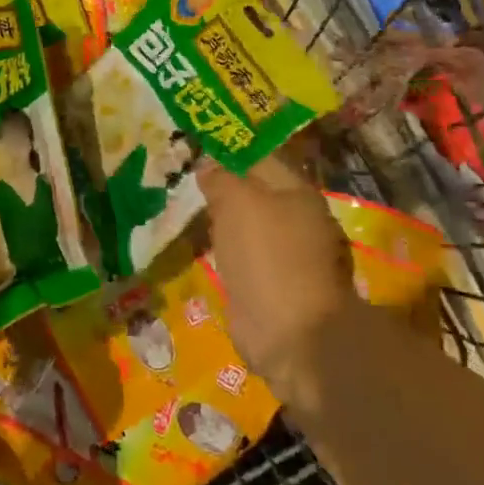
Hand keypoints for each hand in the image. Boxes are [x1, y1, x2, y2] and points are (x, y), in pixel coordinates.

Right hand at [200, 155, 352, 408]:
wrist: (290, 336)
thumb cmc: (267, 256)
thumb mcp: (237, 201)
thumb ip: (221, 178)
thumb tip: (207, 165)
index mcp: (299, 193)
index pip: (260, 158)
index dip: (228, 151)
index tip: (195, 148)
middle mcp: (299, 221)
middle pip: (255, 193)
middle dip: (223, 186)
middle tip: (184, 179)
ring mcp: (288, 257)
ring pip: (247, 226)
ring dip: (222, 220)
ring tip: (188, 209)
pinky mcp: (273, 287)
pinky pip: (243, 256)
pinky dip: (225, 251)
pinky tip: (202, 246)